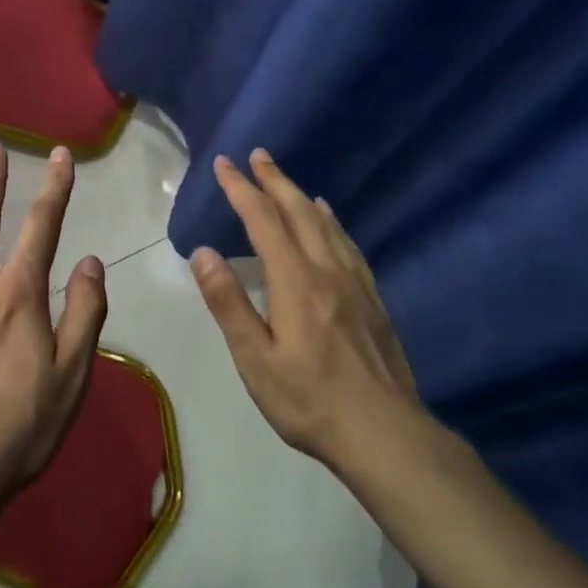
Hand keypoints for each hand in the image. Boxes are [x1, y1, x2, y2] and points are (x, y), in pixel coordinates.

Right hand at [190, 150, 426, 471]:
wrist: (384, 433)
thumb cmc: (309, 401)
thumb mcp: (255, 359)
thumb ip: (228, 303)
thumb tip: (204, 252)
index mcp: (295, 282)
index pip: (263, 221)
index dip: (242, 189)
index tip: (225, 164)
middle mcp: (327, 271)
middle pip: (299, 213)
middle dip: (275, 181)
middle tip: (258, 155)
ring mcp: (355, 285)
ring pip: (327, 226)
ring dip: (302, 197)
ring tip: (288, 181)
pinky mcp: (373, 302)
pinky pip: (349, 247)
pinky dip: (333, 224)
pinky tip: (332, 224)